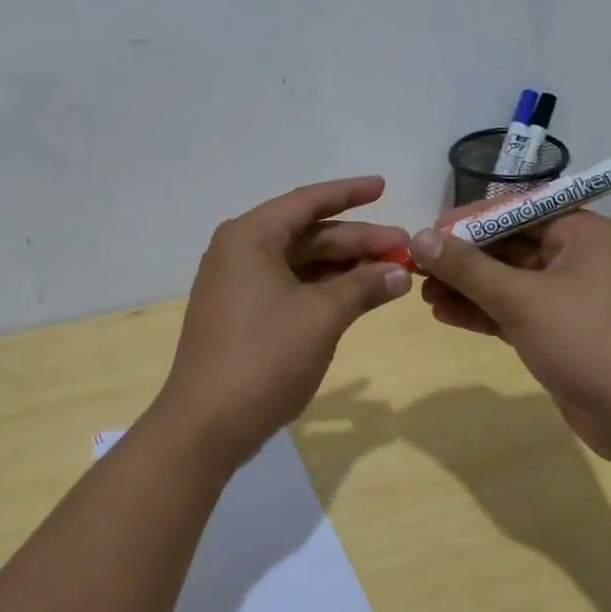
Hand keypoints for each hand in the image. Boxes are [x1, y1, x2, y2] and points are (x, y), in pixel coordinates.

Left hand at [153, 176, 411, 470]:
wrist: (206, 425)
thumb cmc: (264, 357)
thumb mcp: (322, 316)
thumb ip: (363, 286)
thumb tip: (401, 272)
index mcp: (250, 237)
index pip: (307, 202)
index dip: (349, 193)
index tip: (383, 186)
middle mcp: (240, 252)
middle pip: (308, 234)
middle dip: (356, 240)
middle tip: (403, 246)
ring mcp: (239, 285)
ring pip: (301, 263)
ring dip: (344, 267)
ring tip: (391, 272)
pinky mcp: (243, 315)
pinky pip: (291, 287)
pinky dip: (325, 289)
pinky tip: (359, 295)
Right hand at [410, 211, 610, 463]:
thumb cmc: (587, 340)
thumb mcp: (521, 299)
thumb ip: (468, 267)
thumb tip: (419, 237)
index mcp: (581, 232)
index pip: (515, 210)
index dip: (469, 220)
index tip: (428, 233)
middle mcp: (576, 256)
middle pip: (507, 245)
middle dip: (462, 259)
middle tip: (418, 268)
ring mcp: (567, 296)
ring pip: (506, 281)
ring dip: (466, 287)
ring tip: (422, 294)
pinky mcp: (559, 331)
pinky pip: (512, 310)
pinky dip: (482, 312)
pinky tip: (444, 315)